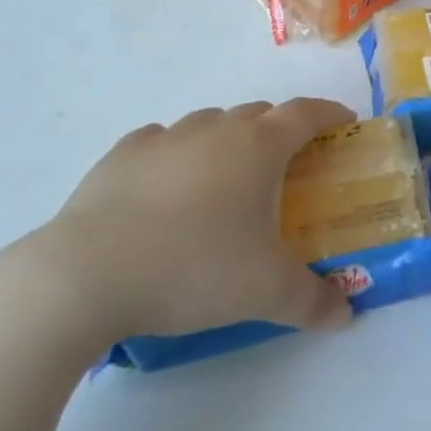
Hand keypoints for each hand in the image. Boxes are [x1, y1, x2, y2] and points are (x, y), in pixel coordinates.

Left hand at [35, 98, 357, 340]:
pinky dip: (176, 153)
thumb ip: (313, 301)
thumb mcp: (265, 293)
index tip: (344, 121)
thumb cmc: (193, 268)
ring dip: (228, 139)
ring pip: (211, 123)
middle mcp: (217, 129)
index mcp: (260, 147)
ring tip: (225, 178)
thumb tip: (346, 318)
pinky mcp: (121, 156)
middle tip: (286, 165)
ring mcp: (166, 138)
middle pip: (260, 113)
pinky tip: (168, 184)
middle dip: (280, 130)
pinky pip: (161, 141)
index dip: (330, 113)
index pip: (307, 113)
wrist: (84, 277)